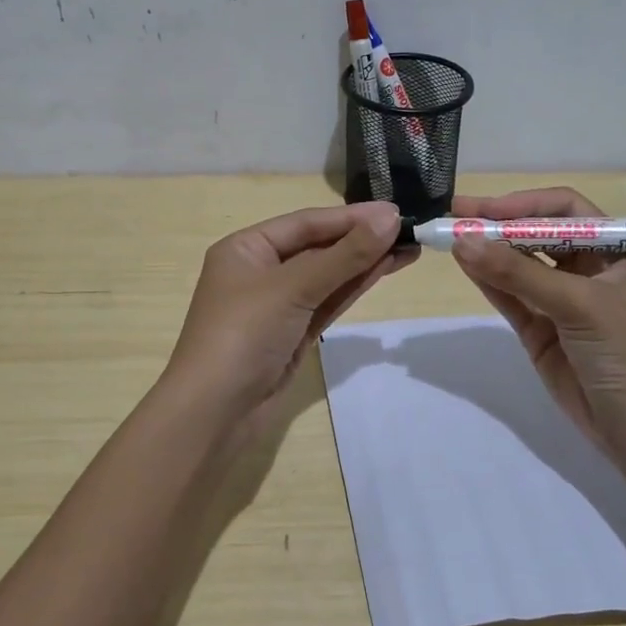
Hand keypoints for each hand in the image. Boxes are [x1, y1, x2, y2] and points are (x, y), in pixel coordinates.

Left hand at [164, 201, 413, 432]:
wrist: (214, 414)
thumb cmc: (243, 335)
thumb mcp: (293, 288)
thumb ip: (344, 255)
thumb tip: (390, 218)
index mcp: (246, 248)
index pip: (306, 223)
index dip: (351, 217)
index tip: (396, 211)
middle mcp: (260, 270)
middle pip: (318, 246)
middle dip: (361, 238)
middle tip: (411, 229)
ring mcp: (278, 305)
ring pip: (328, 275)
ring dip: (364, 262)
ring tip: (409, 247)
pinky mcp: (293, 334)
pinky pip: (327, 301)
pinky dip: (354, 286)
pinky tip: (384, 270)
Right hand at [448, 186, 625, 448]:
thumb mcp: (578, 305)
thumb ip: (519, 274)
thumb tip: (463, 240)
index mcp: (612, 250)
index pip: (565, 209)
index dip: (526, 204)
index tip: (486, 209)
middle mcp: (586, 269)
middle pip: (536, 234)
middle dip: (499, 224)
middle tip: (455, 215)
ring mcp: (560, 301)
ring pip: (518, 265)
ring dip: (487, 251)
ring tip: (449, 237)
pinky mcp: (540, 331)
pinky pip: (509, 296)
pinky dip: (486, 280)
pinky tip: (464, 264)